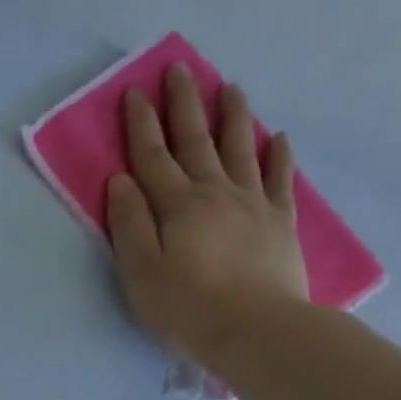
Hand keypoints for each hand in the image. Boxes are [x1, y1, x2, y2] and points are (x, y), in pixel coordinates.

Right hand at [105, 63, 309, 369]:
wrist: (255, 329)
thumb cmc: (186, 306)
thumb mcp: (140, 271)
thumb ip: (130, 224)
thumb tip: (121, 180)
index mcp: (177, 206)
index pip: (153, 157)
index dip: (141, 124)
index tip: (134, 92)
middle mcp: (215, 193)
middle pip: (196, 141)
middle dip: (184, 104)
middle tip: (179, 70)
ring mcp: (252, 204)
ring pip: (240, 149)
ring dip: (232, 116)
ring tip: (229, 87)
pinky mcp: (279, 223)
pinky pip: (279, 179)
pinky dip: (278, 155)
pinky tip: (278, 137)